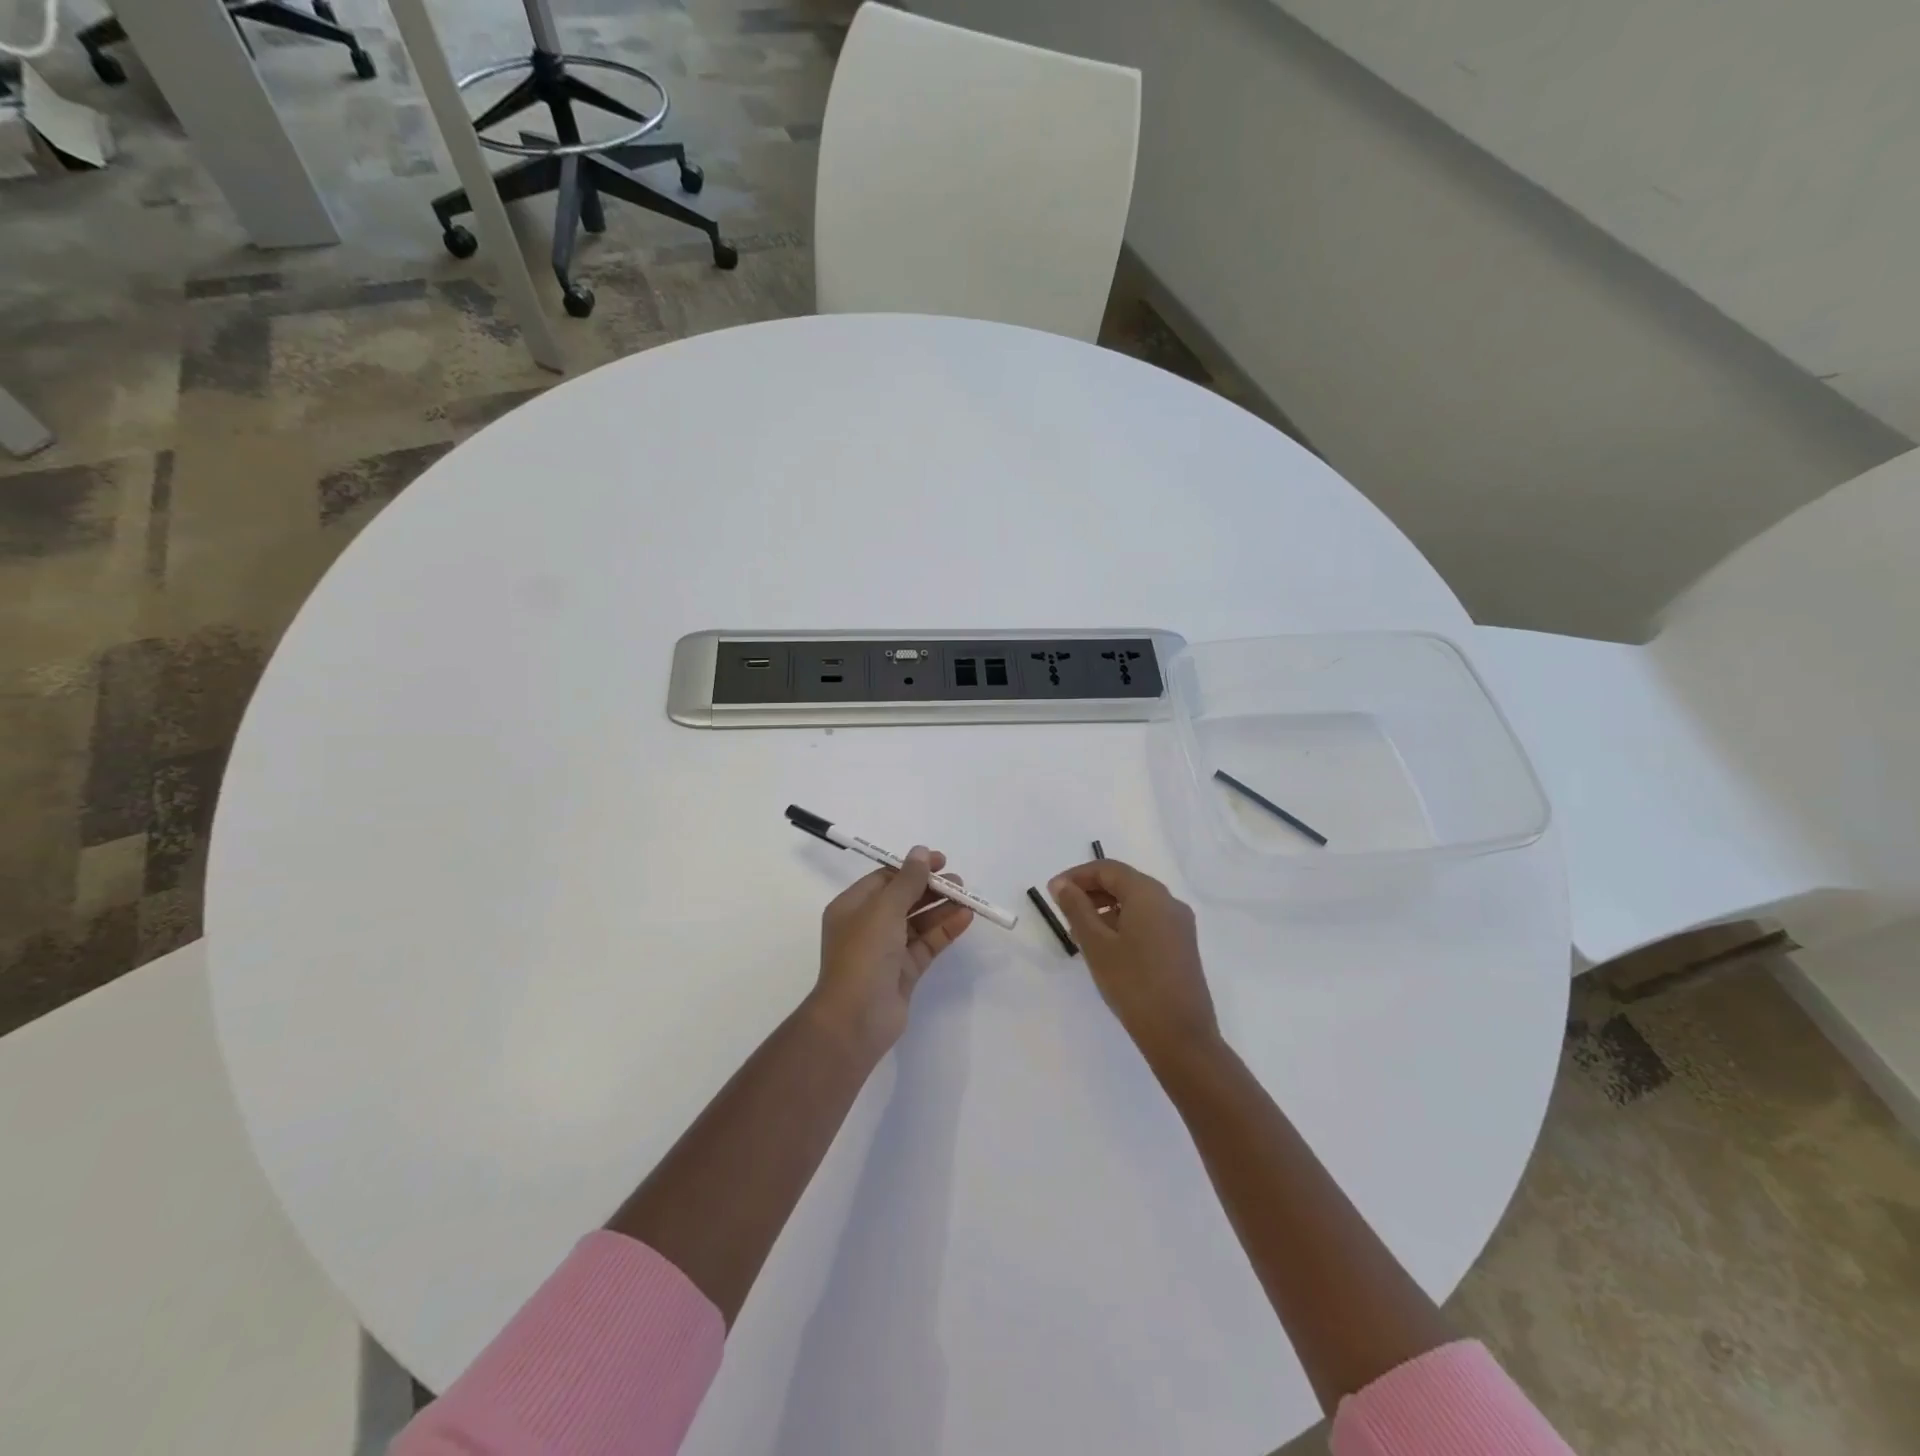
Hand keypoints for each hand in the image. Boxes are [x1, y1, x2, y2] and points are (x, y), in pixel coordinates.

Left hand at [812, 847, 973, 1057]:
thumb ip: (907, 880)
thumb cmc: (863, 954)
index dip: (912, 868)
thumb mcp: (884, 909)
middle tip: (958, 881)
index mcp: (852, 907)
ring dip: (941, 908)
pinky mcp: (904, 971)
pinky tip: (965, 918)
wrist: (855, 1018)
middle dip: (930, 888)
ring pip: (918, 922)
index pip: (884, 879)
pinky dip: (945, 930)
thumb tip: (921, 851)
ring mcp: (886, 950)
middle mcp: (867, 926)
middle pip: (903, 899)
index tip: (940, 861)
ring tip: (967, 897)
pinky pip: (927, 944)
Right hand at [1049, 859, 1218, 1063]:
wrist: (1180, 1035)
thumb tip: (1062, 884)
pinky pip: (1148, 920)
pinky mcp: (1182, 945)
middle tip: (1063, 912)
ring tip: (1080, 933)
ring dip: (1105, 909)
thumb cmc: (1133, 984)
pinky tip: (1107, 948)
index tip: (1052, 892)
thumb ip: (1076, 908)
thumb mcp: (1096, 944)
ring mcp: (1179, 924)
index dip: (1077, 876)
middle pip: (1124, 882)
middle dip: (1091, 892)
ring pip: (1136, 902)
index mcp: (1148, 894)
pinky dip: (1124, 923)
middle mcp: (1168, 901)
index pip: (1108, 869)